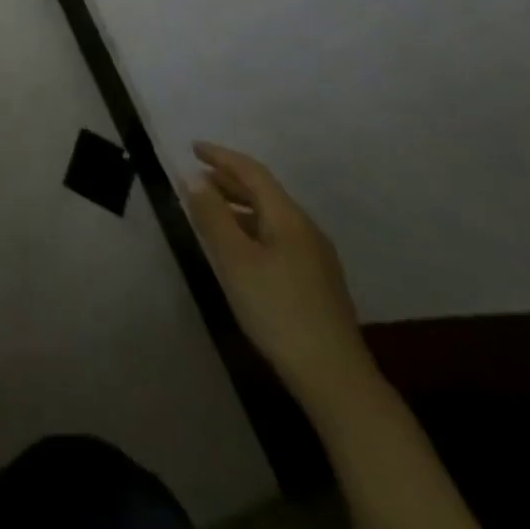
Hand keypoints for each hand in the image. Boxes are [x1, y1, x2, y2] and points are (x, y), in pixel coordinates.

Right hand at [185, 143, 373, 401]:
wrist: (336, 380)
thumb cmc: (278, 311)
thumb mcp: (235, 260)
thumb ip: (213, 216)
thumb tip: (195, 179)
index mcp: (288, 218)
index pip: (252, 172)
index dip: (221, 156)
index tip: (193, 148)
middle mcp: (306, 230)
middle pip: (264, 192)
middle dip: (229, 179)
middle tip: (197, 177)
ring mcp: (316, 258)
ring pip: (271, 217)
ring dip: (239, 206)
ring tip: (211, 210)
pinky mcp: (317, 283)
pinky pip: (278, 237)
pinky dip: (252, 228)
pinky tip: (240, 249)